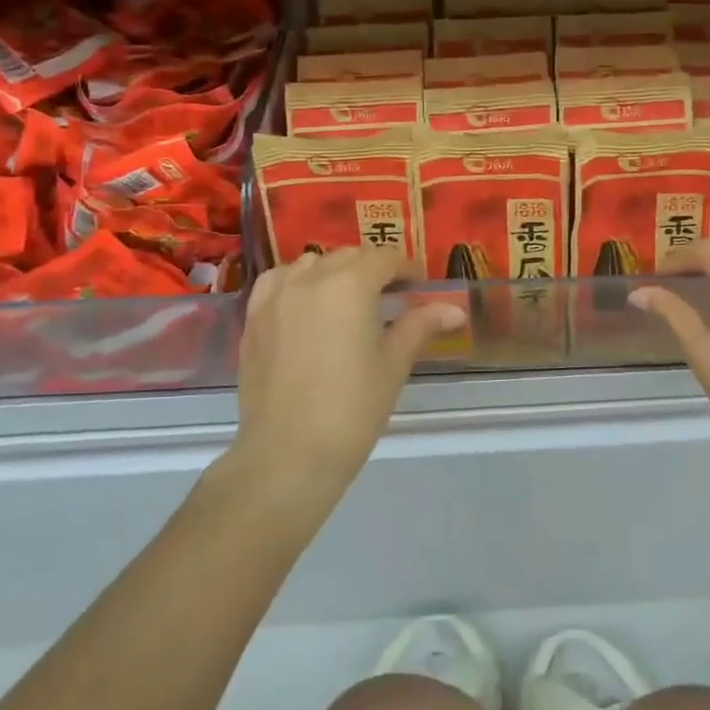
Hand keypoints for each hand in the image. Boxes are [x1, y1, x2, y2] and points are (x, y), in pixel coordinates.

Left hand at [233, 248, 465, 495]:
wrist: (288, 454)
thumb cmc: (352, 408)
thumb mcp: (394, 364)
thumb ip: (420, 325)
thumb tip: (455, 310)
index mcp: (350, 285)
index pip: (384, 258)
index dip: (406, 268)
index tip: (418, 287)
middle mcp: (310, 278)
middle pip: (349, 256)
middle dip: (372, 269)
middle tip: (390, 297)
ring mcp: (276, 296)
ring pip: (312, 263)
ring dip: (334, 271)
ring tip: (347, 300)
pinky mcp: (253, 318)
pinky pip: (277, 281)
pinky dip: (297, 281)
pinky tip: (305, 302)